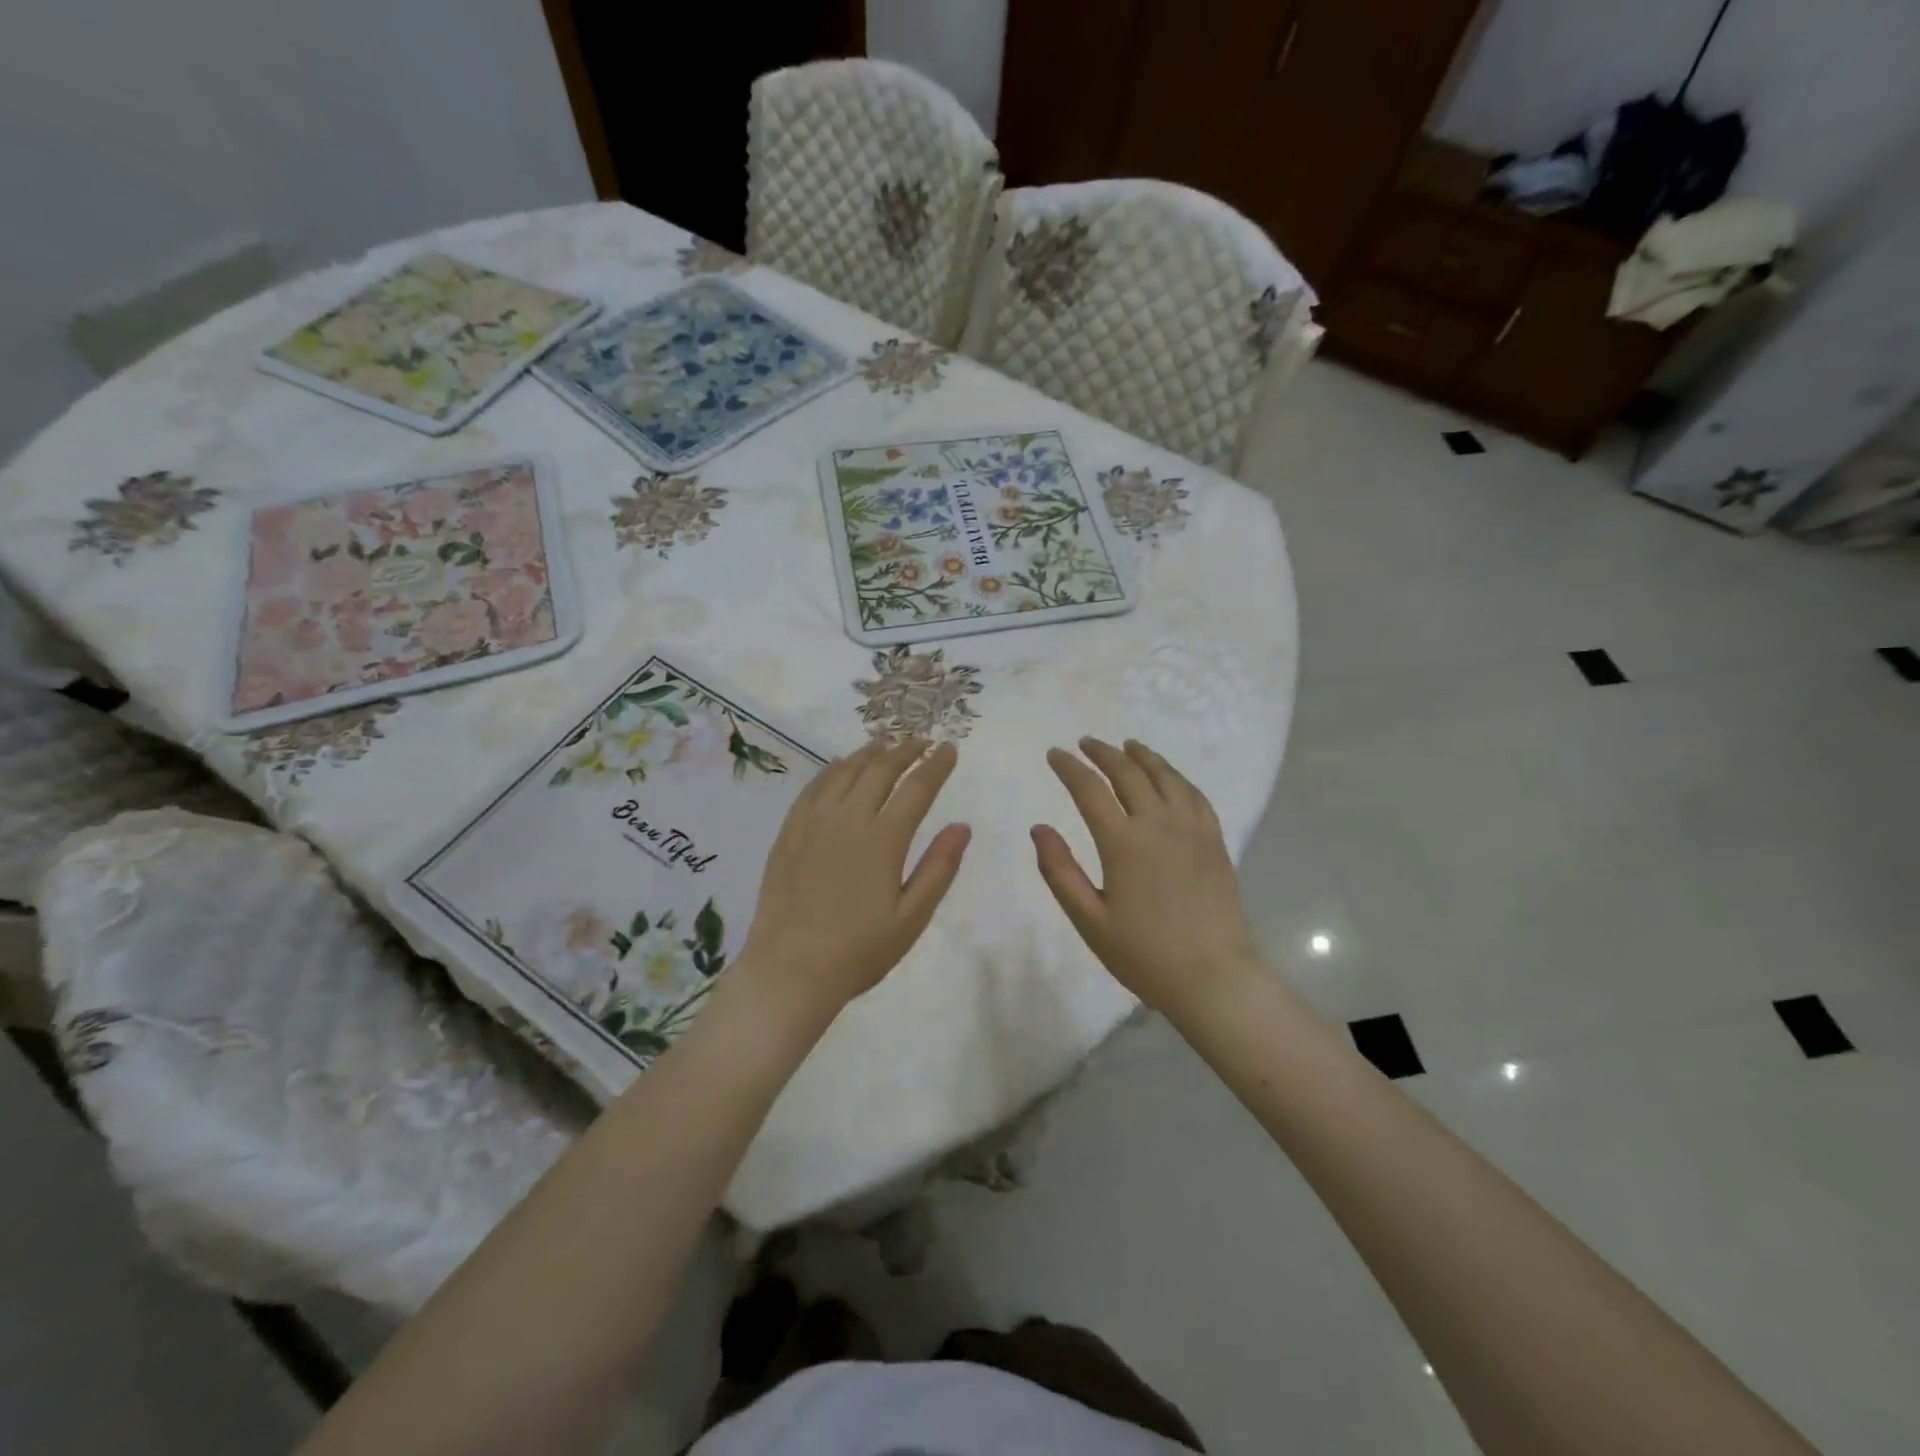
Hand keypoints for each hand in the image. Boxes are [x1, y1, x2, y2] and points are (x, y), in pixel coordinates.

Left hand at [739, 738, 970, 1017]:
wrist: (789, 970)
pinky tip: (839, 767)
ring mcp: (814, 823)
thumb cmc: (859, 951)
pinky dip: (832, 769)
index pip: (916, 788)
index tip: (949, 749)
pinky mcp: (789, 833)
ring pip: (844, 772)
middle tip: (921, 743)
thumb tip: (962, 827)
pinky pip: (813, 787)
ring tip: (885, 745)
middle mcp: (848, 819)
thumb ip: (938, 869)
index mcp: (883, 840)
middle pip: (880, 770)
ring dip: (869, 754)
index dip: (936, 765)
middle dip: (905, 751)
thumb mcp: (911, 918)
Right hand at [1033, 738, 1258, 1016]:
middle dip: (1104, 753)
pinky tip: (1170, 777)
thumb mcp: (1089, 919)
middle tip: (1086, 743)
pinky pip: (1195, 795)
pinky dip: (1176, 777)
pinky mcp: (1215, 841)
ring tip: (1128, 746)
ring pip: (1166, 777)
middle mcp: (1159, 824)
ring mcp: (1192, 829)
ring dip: (1143, 756)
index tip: (1055, 754)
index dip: (1069, 768)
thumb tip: (1039, 828)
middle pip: (1129, 773)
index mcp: (1123, 842)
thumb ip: (1059, 871)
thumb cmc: (1143, 953)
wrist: (1212, 976)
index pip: (1090, 790)